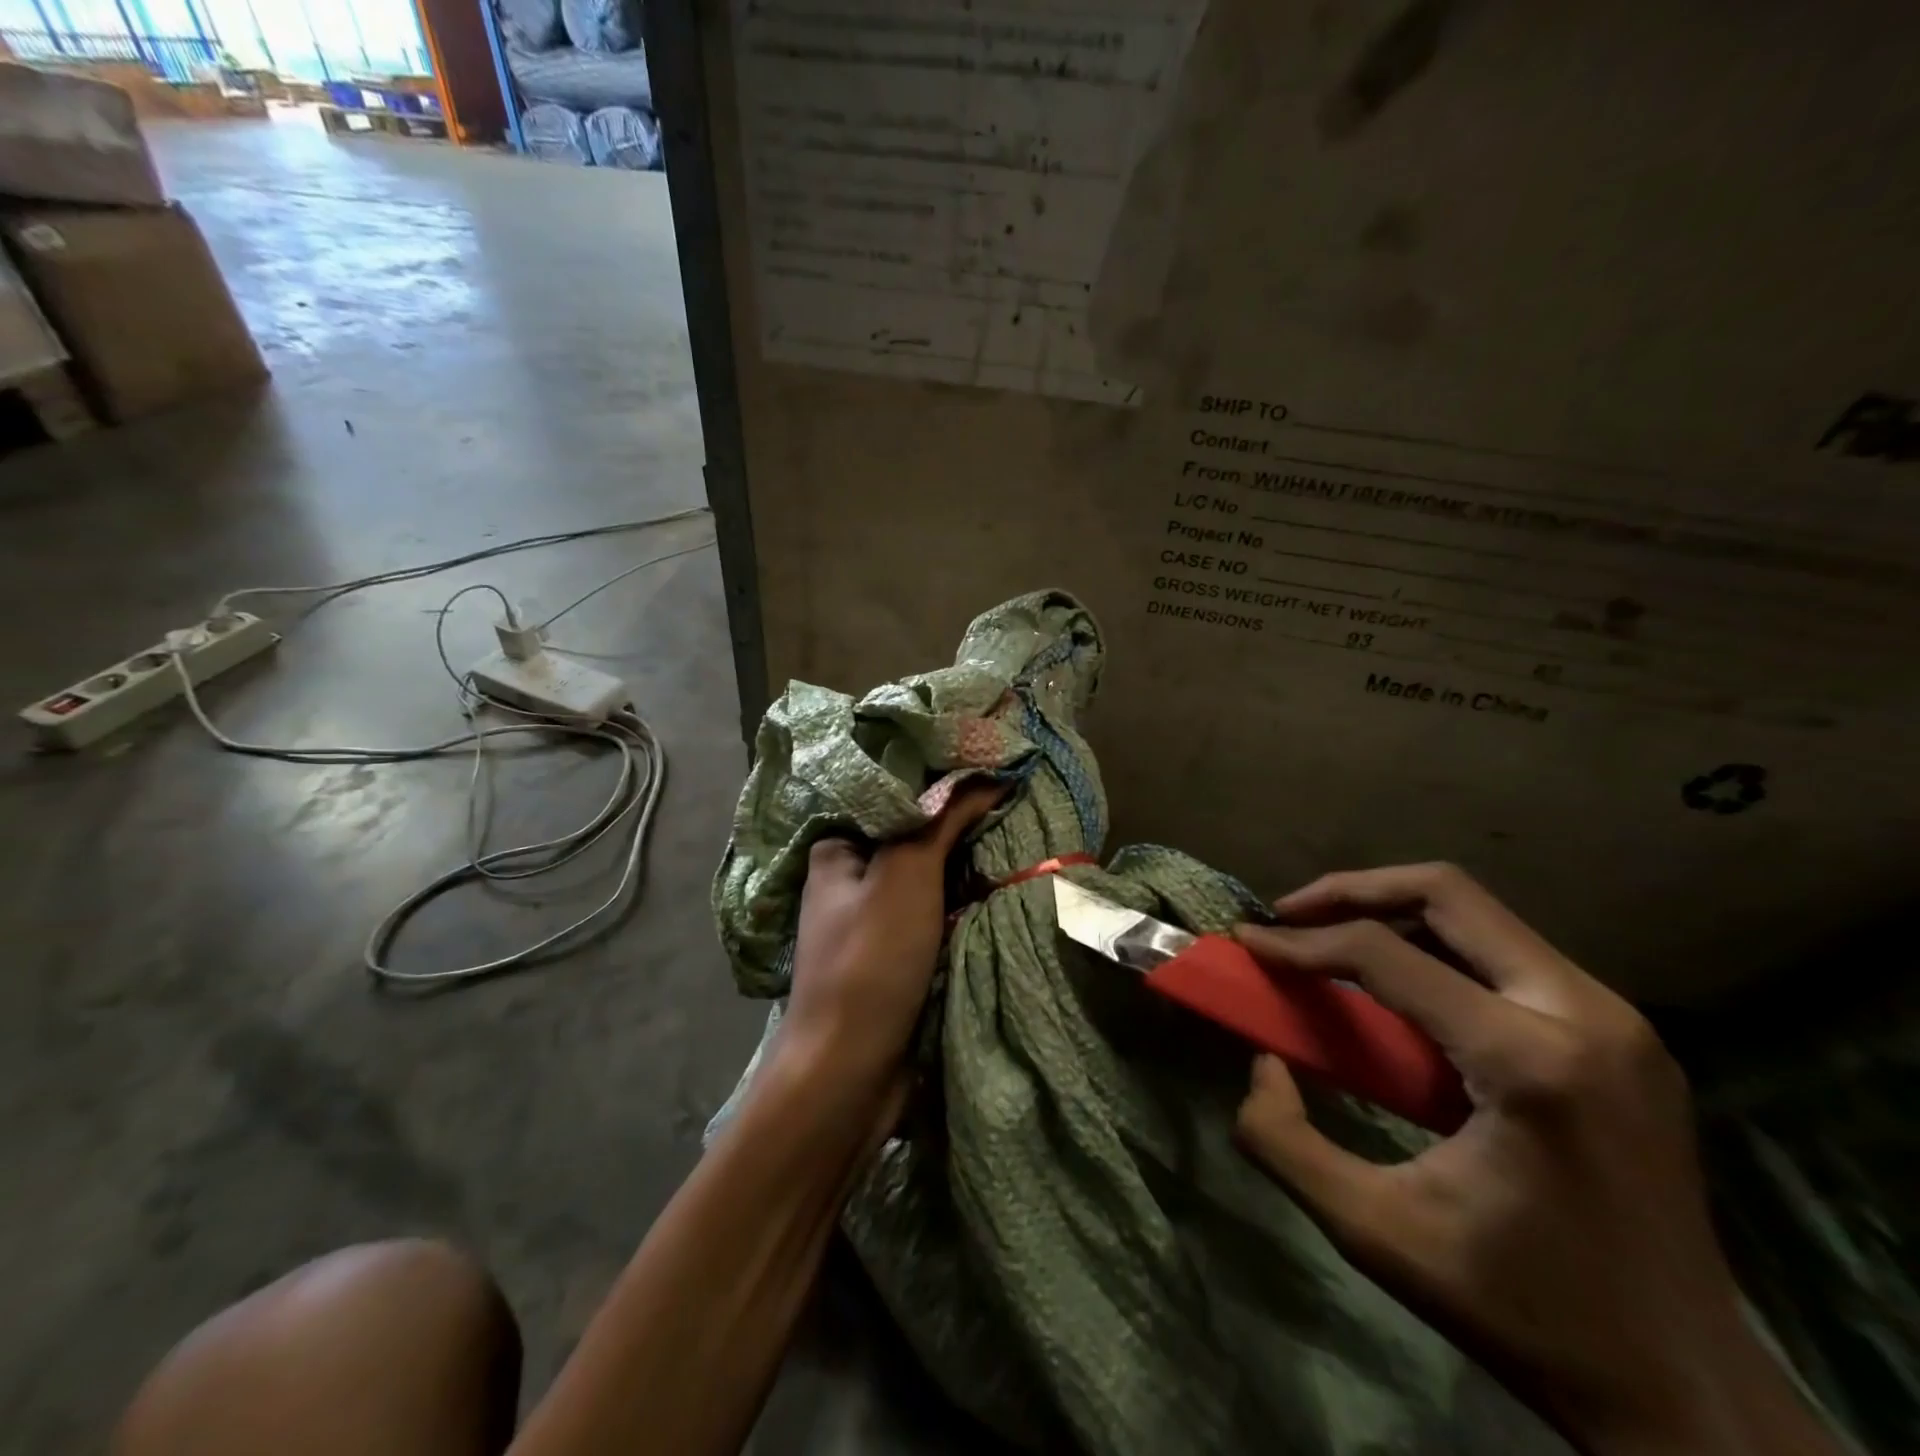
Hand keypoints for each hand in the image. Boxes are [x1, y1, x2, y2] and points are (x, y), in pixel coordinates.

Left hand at [773, 780, 1001, 1108]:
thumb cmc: (870, 959)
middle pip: (912, 836)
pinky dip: (960, 900)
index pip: (892, 796)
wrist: (849, 1069)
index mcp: (837, 849)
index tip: (987, 767)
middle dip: (957, 824)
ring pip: (926, 876)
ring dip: (963, 864)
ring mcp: (872, 919)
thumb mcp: (906, 874)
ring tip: (1013, 830)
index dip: (939, 782)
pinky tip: (994, 882)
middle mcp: (849, 879)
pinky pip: (933, 912)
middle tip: (1009, 799)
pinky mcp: (893, 953)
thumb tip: (989, 775)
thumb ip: (944, 820)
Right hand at [1232, 864, 1835, 1455]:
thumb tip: (1262, 1061)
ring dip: (1395, 913)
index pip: (1386, 955)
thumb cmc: (1525, 1312)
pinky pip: (1509, 954)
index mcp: (1529, 1062)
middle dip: (1351, 890)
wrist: (1691, 1395)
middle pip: (1447, 893)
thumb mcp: (1374, 1232)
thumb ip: (1283, 1141)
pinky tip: (1401, 987)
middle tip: (1290, 915)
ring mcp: (1616, 1020)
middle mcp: (1585, 1015)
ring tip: (1333, 941)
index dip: (1301, 941)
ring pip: (1481, 915)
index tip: (1248, 942)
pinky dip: (1438, 949)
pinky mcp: (1624, 1036)